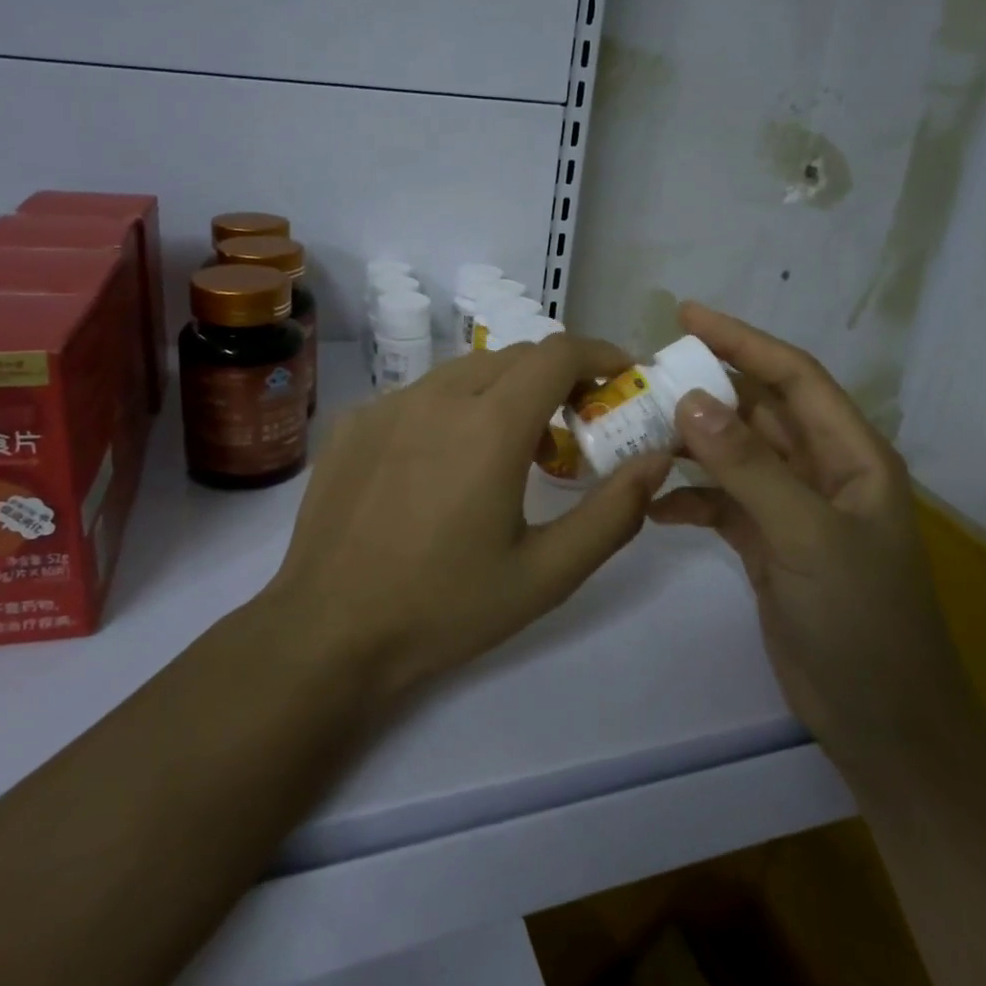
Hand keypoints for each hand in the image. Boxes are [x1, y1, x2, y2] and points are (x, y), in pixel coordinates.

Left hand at [266, 336, 672, 703]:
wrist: (329, 632)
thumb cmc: (446, 608)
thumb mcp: (546, 573)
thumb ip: (613, 512)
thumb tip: (657, 460)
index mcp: (491, 425)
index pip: (558, 353)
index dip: (599, 355)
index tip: (620, 378)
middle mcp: (438, 396)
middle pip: (515, 357)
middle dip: (557, 378)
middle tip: (575, 427)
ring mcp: (388, 405)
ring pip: (465, 371)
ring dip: (504, 392)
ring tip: (510, 450)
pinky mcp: (355, 423)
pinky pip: (420, 396)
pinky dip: (452, 409)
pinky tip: (443, 466)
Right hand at [649, 303, 966, 769]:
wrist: (883, 722)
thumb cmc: (862, 621)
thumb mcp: (807, 536)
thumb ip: (749, 467)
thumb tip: (691, 400)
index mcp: (851, 455)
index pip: (793, 377)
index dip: (743, 340)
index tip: (686, 316)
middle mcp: (823, 472)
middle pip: (759, 412)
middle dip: (706, 390)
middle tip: (644, 376)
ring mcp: (794, 510)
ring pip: (735, 457)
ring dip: (691, 444)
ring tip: (637, 431)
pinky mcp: (769, 546)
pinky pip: (722, 506)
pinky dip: (690, 501)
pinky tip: (653, 507)